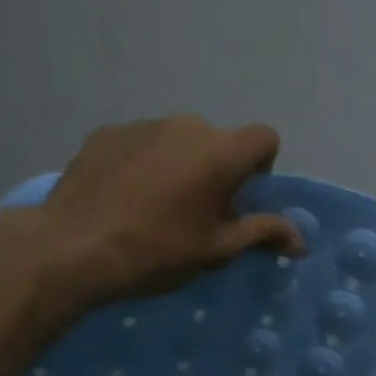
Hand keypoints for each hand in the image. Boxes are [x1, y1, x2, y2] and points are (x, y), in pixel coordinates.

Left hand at [5, 115, 304, 310]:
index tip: (240, 198)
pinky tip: (123, 198)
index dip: (261, 167)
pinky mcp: (107, 133)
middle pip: (219, 140)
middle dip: (217, 169)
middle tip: (198, 210)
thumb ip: (263, 234)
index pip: (264, 138)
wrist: (73, 247)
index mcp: (222, 151)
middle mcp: (187, 125)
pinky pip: (141, 143)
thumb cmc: (159, 250)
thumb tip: (302, 241)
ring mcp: (143, 125)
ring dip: (179, 165)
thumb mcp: (218, 249)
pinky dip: (144, 164)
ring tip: (155, 206)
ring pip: (178, 140)